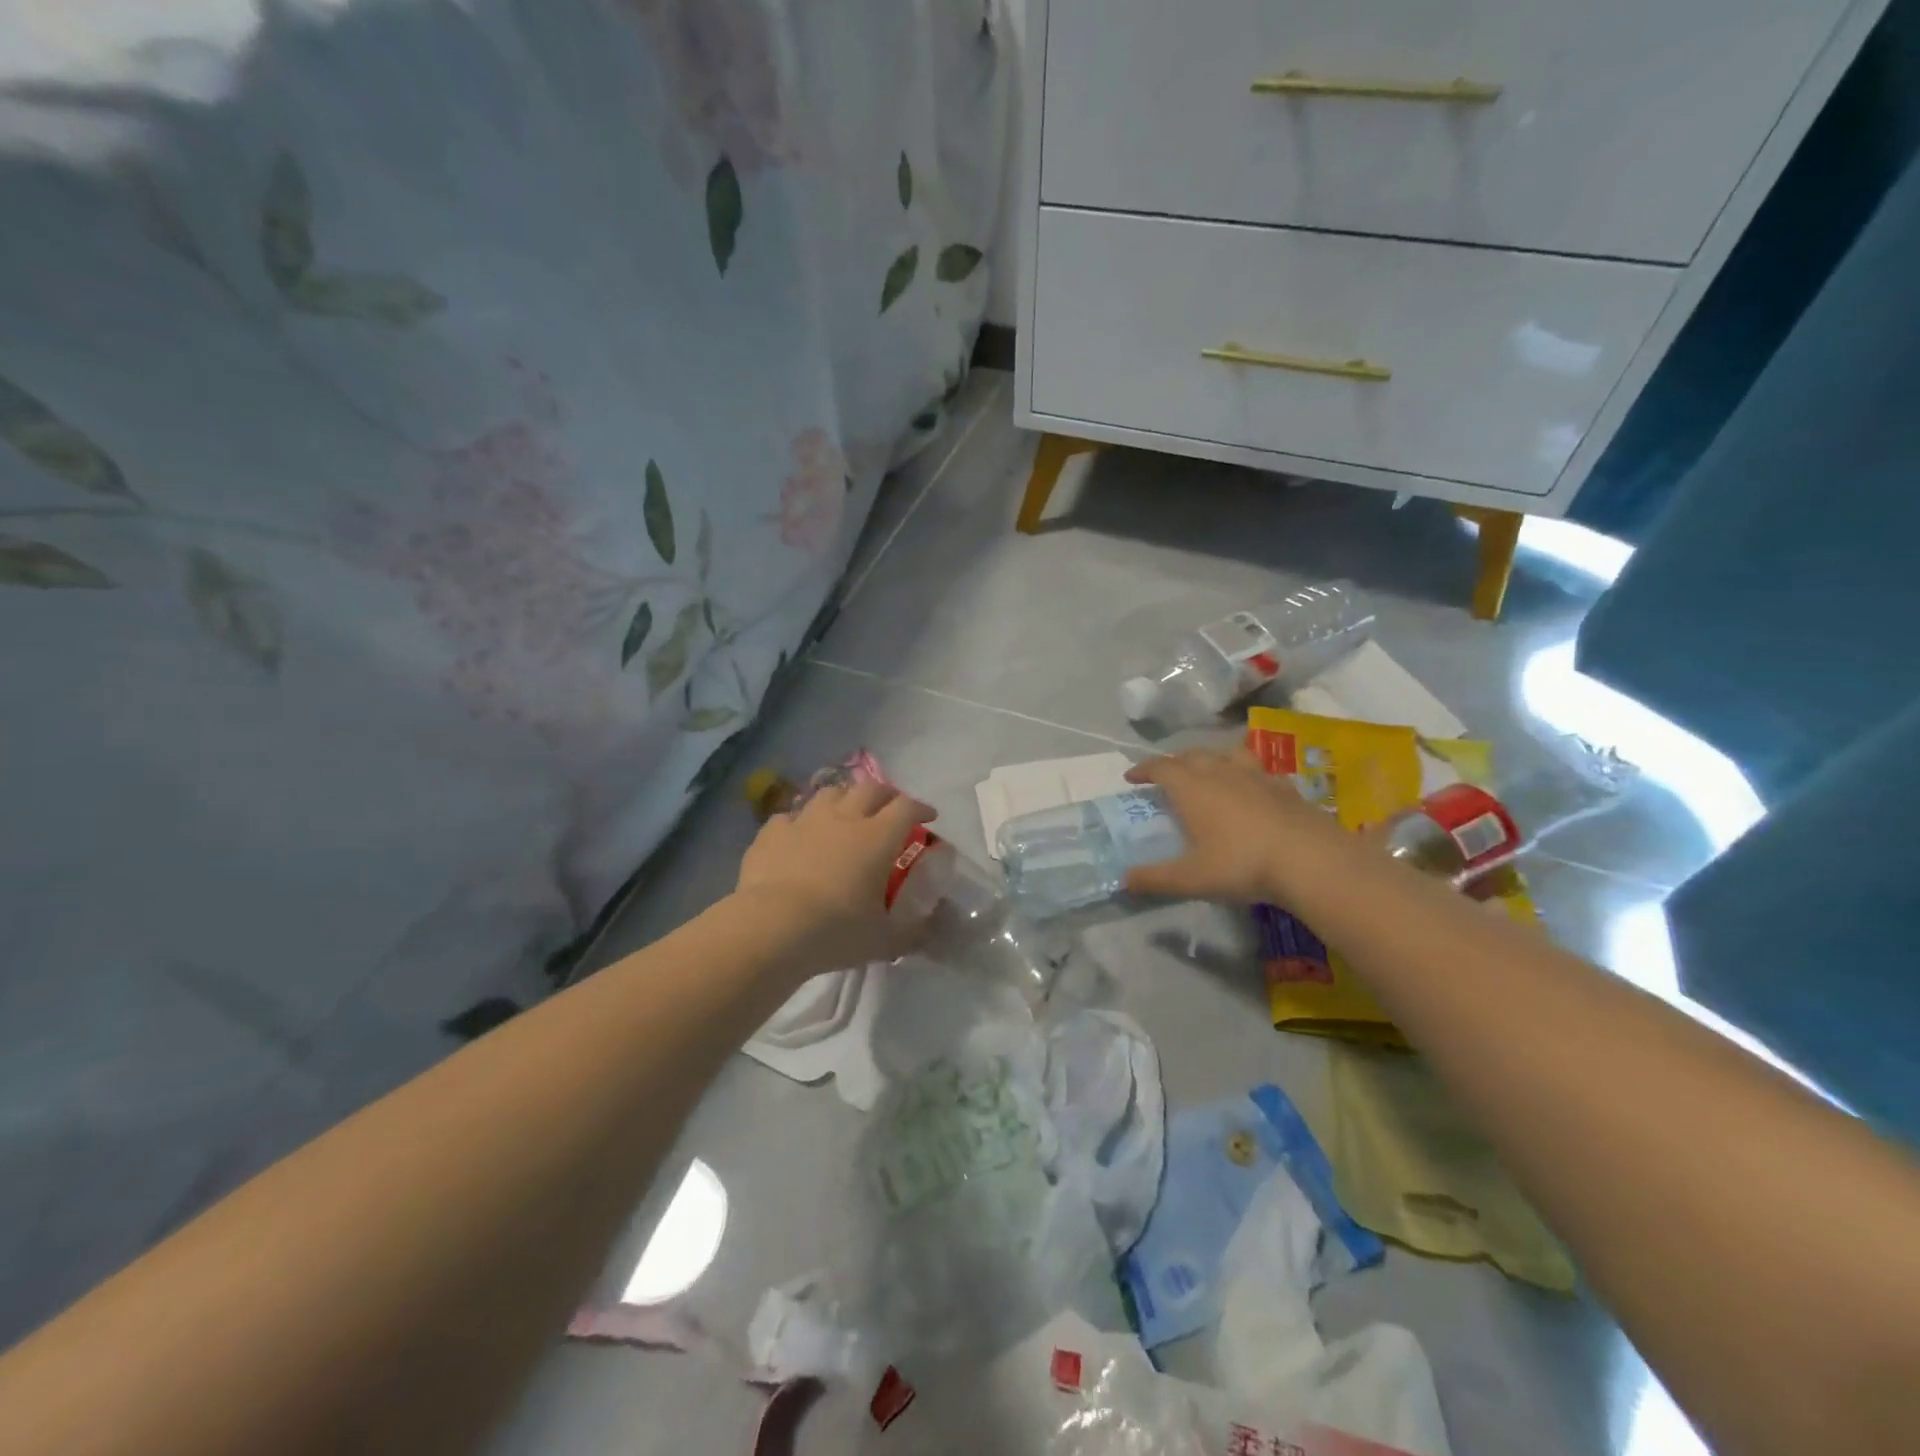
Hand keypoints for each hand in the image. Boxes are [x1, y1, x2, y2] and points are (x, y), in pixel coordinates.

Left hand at [733, 777, 936, 978]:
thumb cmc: (836, 930)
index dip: (920, 808)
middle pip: (870, 789)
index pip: (906, 808)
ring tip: (845, 813)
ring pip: (829, 793)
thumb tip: (928, 932)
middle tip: (890, 808)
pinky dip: (799, 823)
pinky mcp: (771, 834)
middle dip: (885, 794)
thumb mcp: (883, 940)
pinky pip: (788, 817)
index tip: (929, 817)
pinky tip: (798, 836)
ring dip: (843, 799)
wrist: (771, 928)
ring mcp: (804, 821)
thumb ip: (910, 933)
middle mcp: (843, 819)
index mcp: (877, 838)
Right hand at [1122, 747, 1344, 903]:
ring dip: (1211, 759)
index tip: (1131, 777)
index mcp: (1192, 788)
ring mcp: (1256, 776)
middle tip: (1166, 777)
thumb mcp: (1191, 878)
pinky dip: (1245, 775)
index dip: (1143, 769)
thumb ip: (1155, 879)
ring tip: (1208, 772)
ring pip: (1227, 755)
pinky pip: (1258, 771)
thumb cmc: (1241, 864)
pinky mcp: (1285, 787)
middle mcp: (1221, 773)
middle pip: (1192, 755)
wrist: (1310, 860)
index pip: (1160, 767)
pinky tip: (1251, 789)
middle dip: (1174, 763)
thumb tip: (1123, 880)